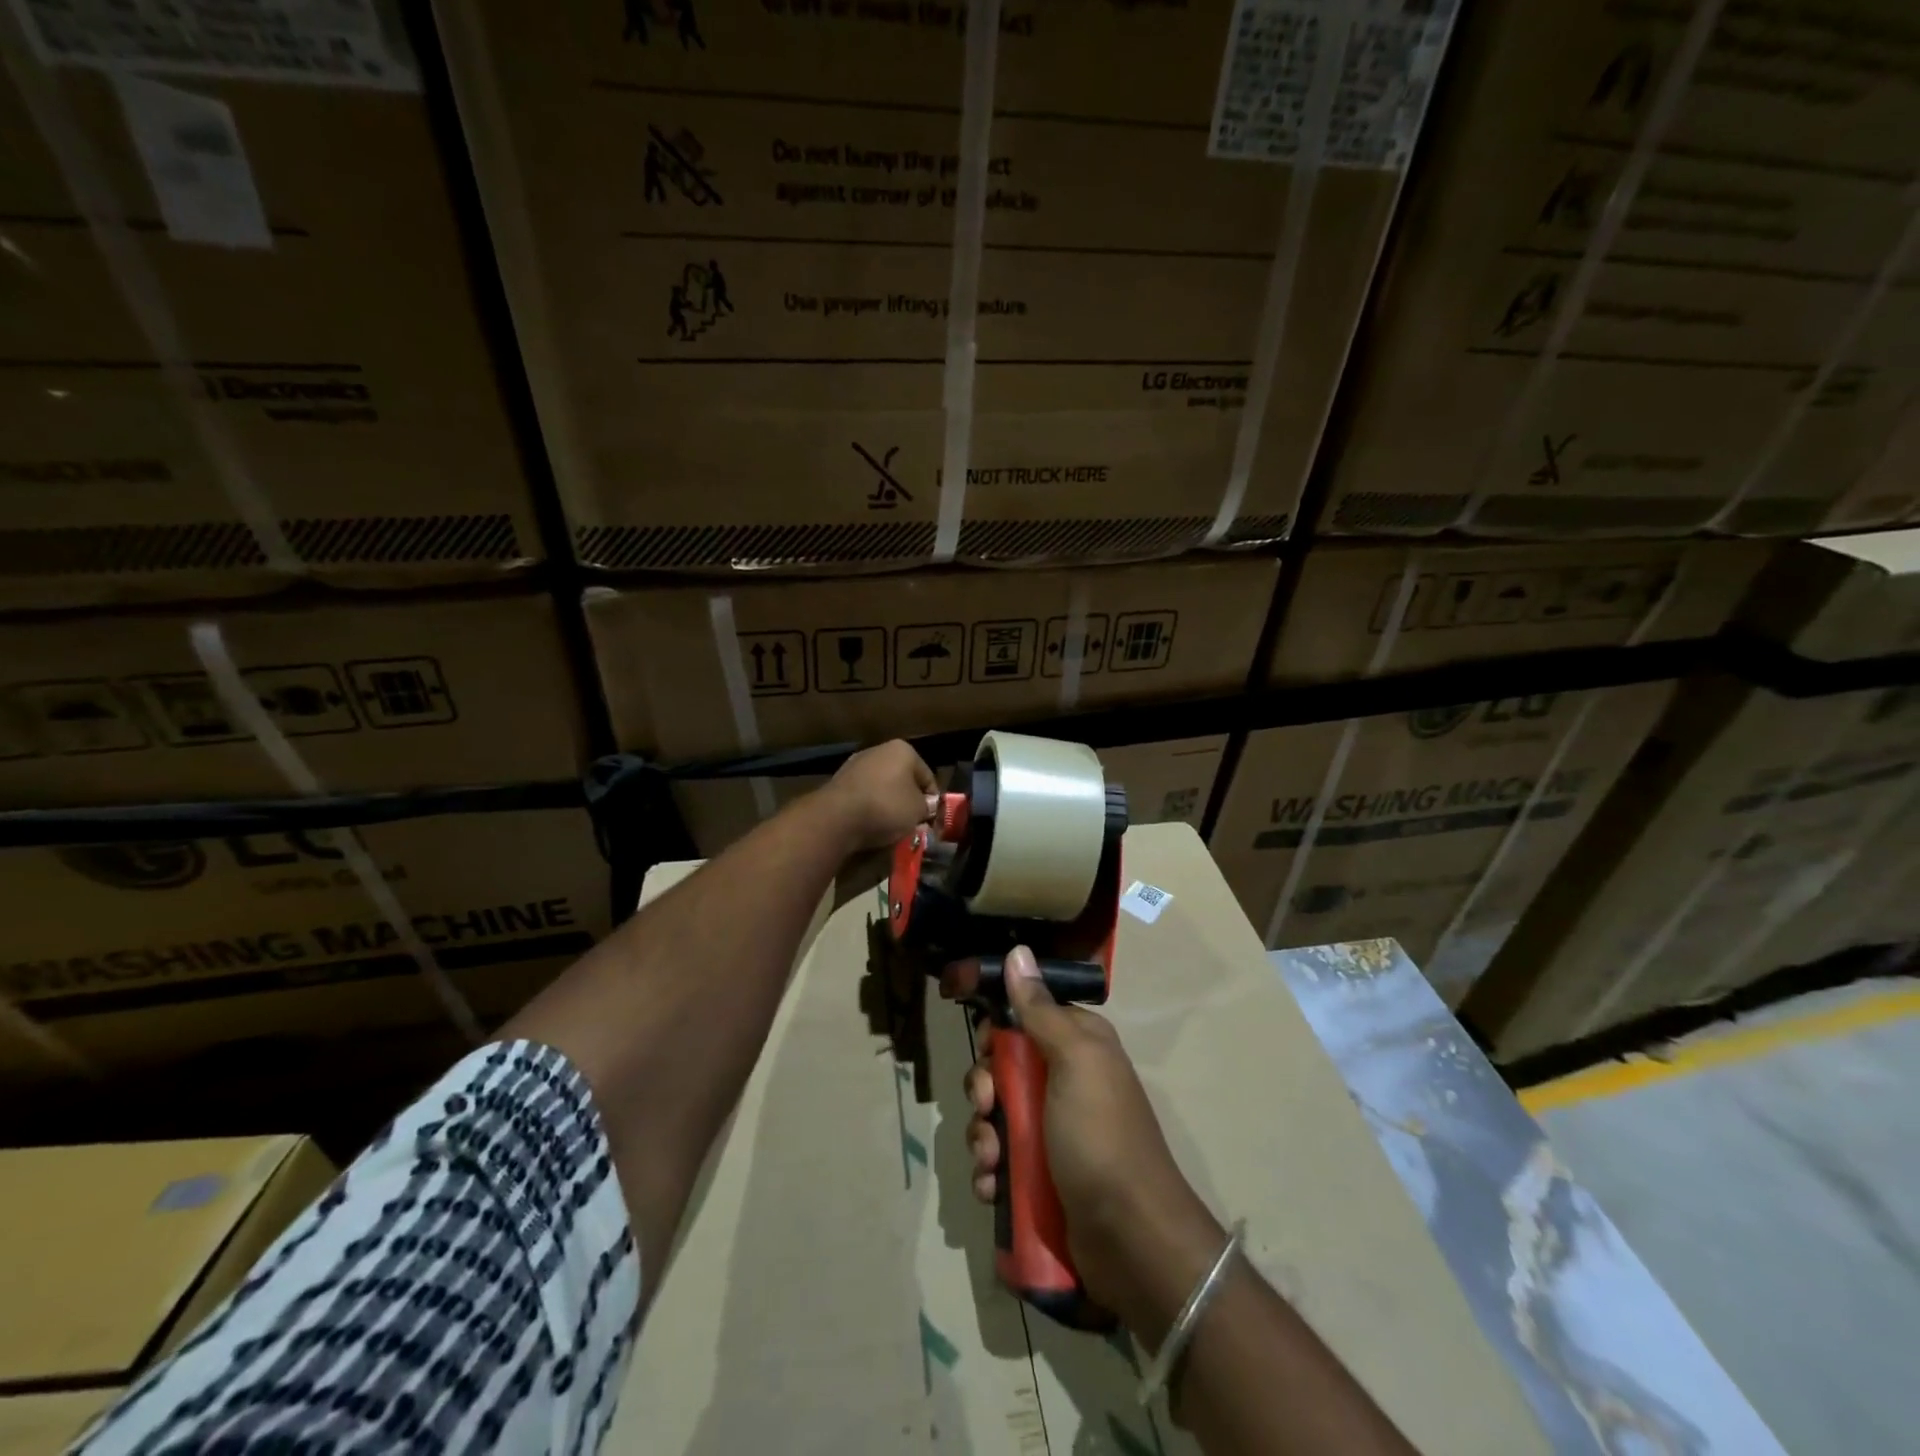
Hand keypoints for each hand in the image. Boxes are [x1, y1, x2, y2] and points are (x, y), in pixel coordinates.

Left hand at [817, 740, 937, 851]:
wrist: (838, 816)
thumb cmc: (887, 806)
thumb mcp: (918, 810)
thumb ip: (927, 807)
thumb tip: (926, 807)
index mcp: (903, 750)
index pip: (927, 777)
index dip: (933, 800)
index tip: (932, 819)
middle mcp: (879, 750)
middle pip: (903, 779)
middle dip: (909, 800)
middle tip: (913, 823)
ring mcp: (856, 764)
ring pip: (882, 787)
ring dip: (889, 804)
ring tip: (892, 827)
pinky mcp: (839, 781)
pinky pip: (864, 795)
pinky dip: (870, 807)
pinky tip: (871, 823)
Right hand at [959, 947, 1224, 1343]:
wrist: (1130, 1237)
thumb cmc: (1100, 1135)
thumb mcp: (1074, 1061)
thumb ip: (1040, 1010)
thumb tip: (1018, 952)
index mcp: (1077, 1045)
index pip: (1023, 1017)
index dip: (996, 1030)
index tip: (983, 1046)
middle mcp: (1064, 1080)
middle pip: (1001, 1068)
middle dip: (983, 1090)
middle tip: (987, 1109)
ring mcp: (1052, 1130)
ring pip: (995, 1116)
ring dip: (982, 1137)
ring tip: (992, 1162)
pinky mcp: (1041, 1174)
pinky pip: (1000, 1160)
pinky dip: (990, 1173)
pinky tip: (993, 1188)